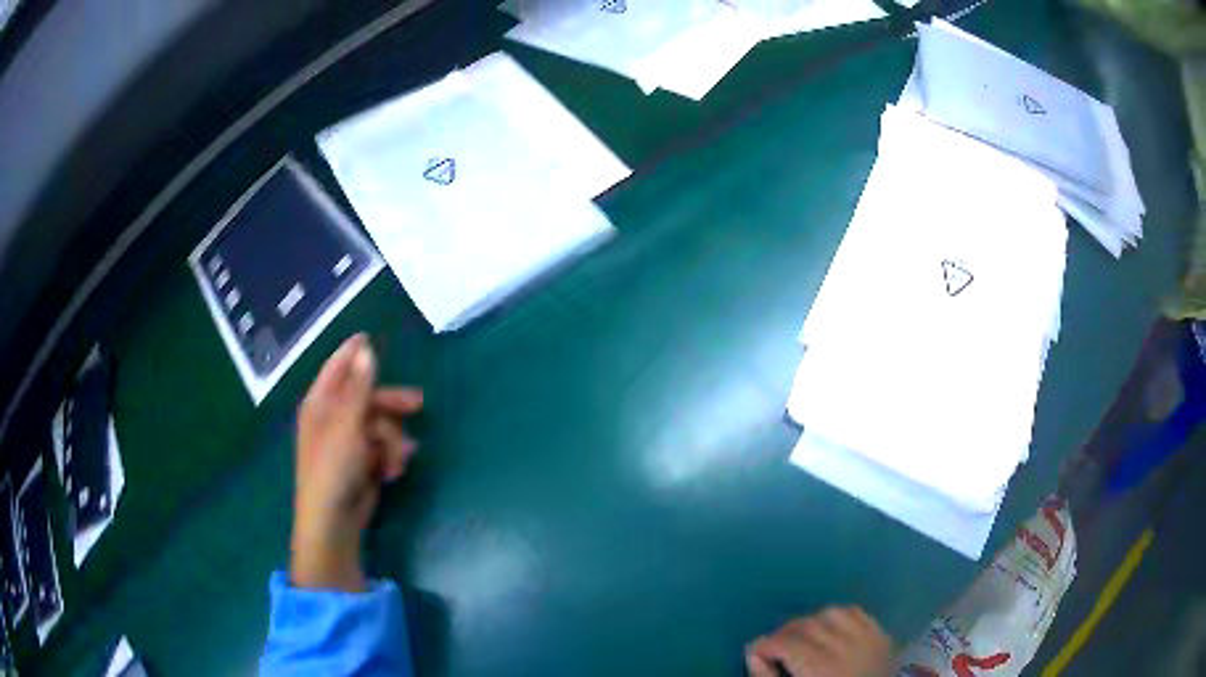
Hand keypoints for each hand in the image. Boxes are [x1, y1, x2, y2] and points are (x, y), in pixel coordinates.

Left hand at [290, 334, 422, 592]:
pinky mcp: (361, 463)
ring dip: (393, 441)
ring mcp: (348, 442)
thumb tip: (366, 348)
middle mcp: (333, 419)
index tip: (369, 336)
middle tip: (418, 404)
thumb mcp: (348, 424)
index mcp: (321, 404)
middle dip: (391, 405)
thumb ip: (360, 387)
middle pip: (367, 398)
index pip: (337, 368)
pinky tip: (393, 470)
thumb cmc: (334, 468)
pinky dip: (390, 457)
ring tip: (397, 460)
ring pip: (380, 426)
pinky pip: (382, 448)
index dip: (352, 352)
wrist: (334, 520)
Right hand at [746, 607, 893, 676]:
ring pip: (830, 613)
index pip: (786, 643)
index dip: (764, 645)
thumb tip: (753, 655)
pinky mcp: (881, 635)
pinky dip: (837, 616)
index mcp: (820, 668)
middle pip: (806, 625)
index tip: (753, 652)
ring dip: (810, 622)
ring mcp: (867, 637)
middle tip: (773, 647)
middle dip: (783, 634)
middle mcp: (845, 646)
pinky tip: (829, 630)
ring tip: (801, 638)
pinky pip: (855, 612)